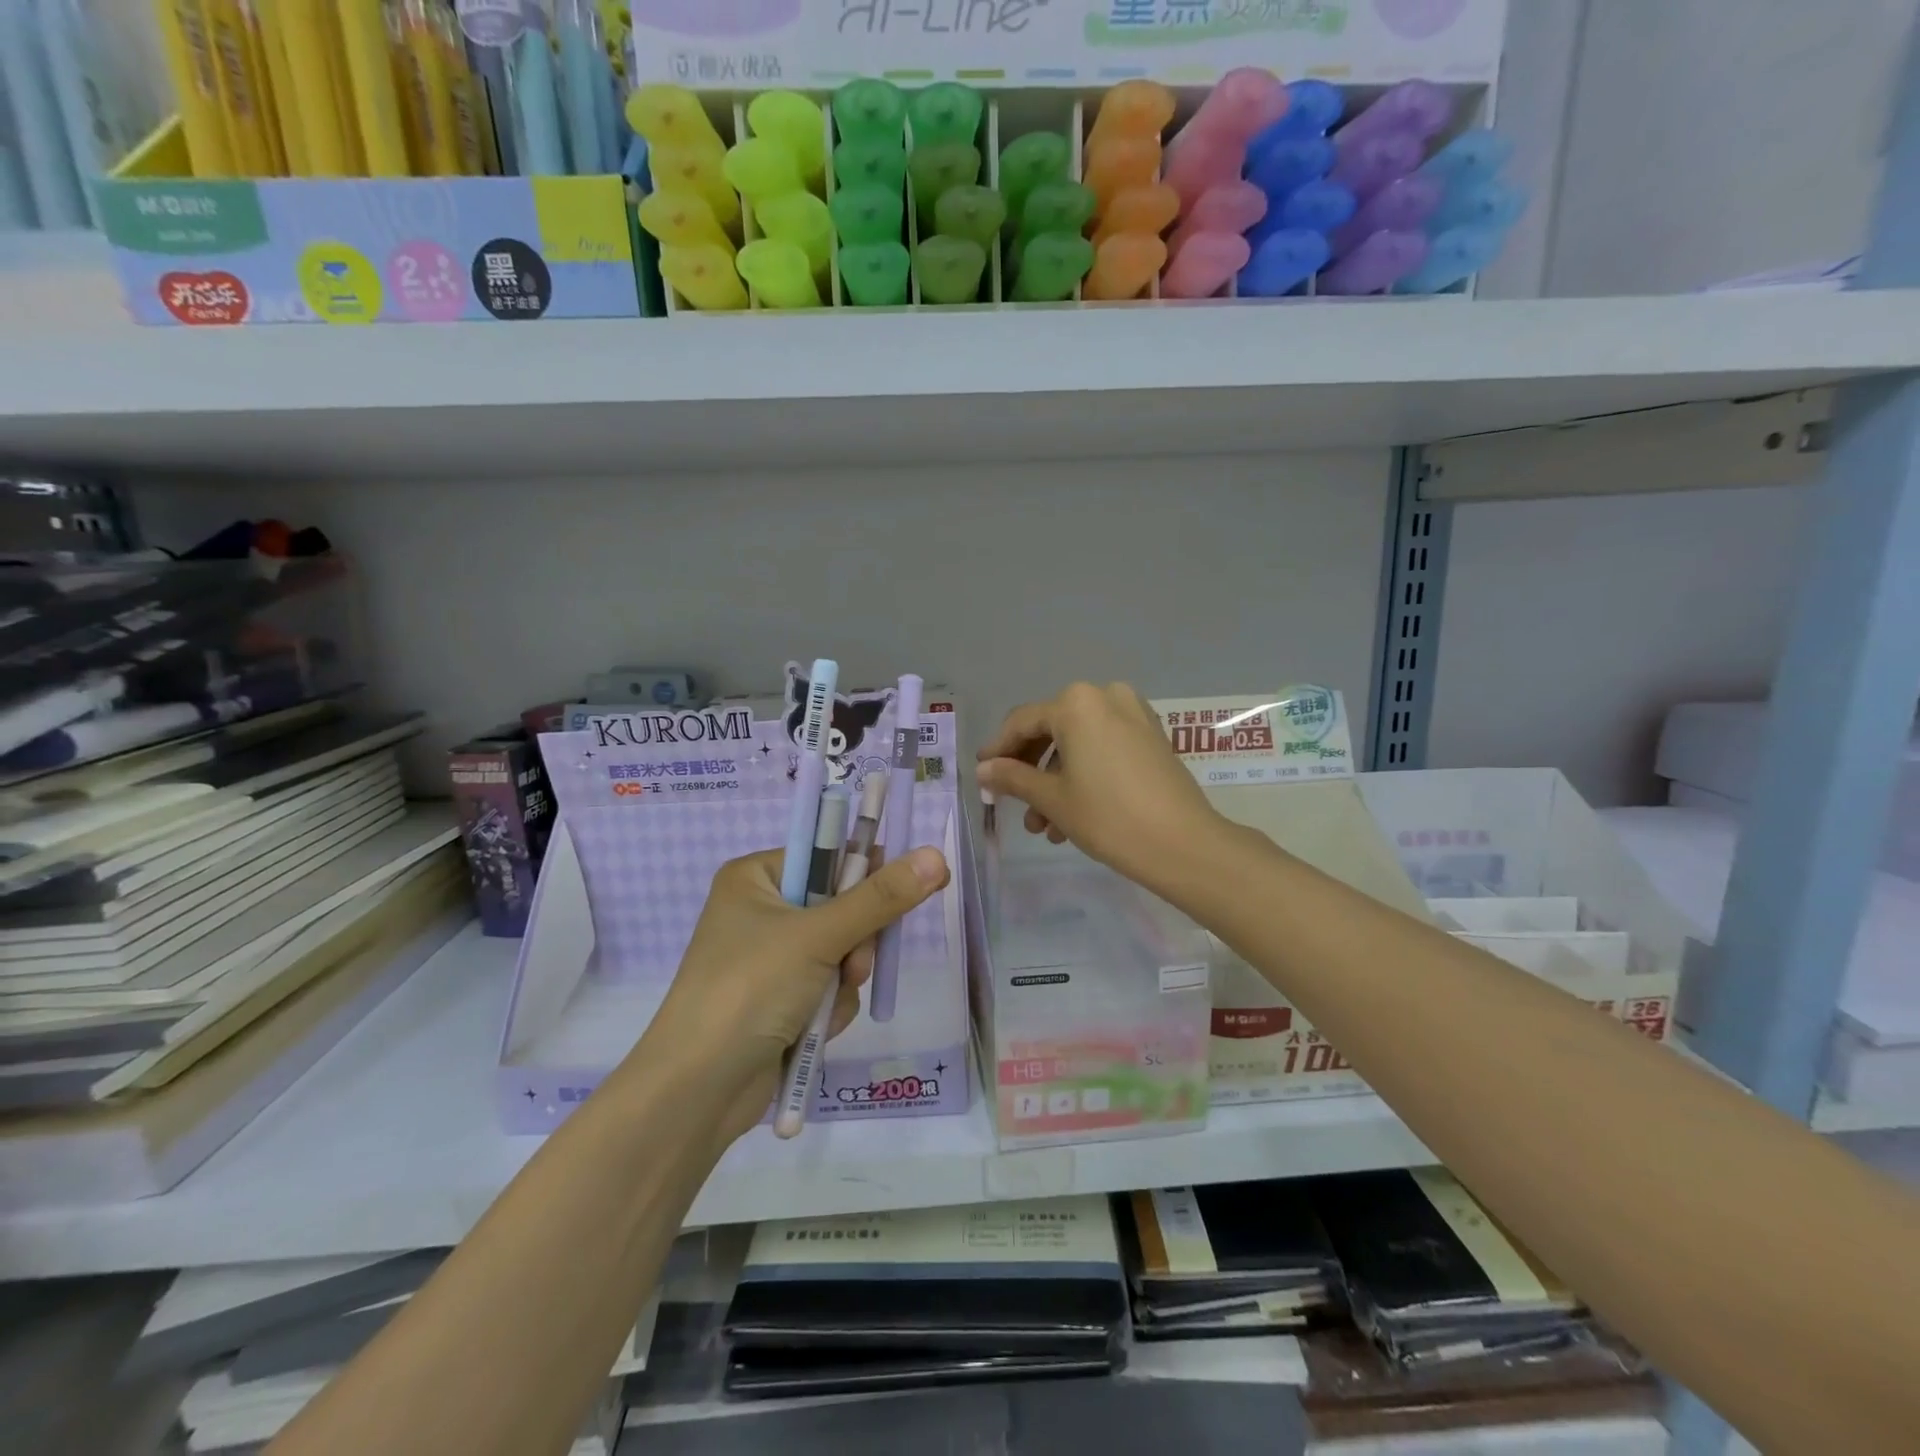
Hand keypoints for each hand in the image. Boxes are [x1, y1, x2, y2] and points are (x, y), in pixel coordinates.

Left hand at [638, 844, 949, 1142]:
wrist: (697, 1091)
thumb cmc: (749, 990)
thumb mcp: (818, 937)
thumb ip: (881, 899)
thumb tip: (936, 856)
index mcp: (756, 877)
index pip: (828, 855)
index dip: (867, 871)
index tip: (904, 888)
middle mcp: (762, 910)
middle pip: (842, 905)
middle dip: (856, 941)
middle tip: (855, 963)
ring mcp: (770, 957)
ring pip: (842, 950)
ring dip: (846, 978)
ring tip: (827, 1004)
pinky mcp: (780, 998)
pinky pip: (829, 985)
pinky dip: (832, 1006)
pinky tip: (817, 1028)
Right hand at [975, 682, 1223, 897]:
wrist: (1183, 844)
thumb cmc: (1108, 817)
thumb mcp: (1052, 799)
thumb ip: (1012, 778)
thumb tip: (983, 769)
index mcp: (1076, 703)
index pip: (1022, 723)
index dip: (998, 750)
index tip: (982, 775)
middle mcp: (1105, 697)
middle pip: (1052, 731)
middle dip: (1031, 772)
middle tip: (1015, 806)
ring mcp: (1134, 715)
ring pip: (1079, 744)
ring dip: (1056, 781)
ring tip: (1046, 828)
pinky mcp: (1152, 737)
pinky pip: (1104, 748)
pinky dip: (1084, 774)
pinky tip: (1073, 816)